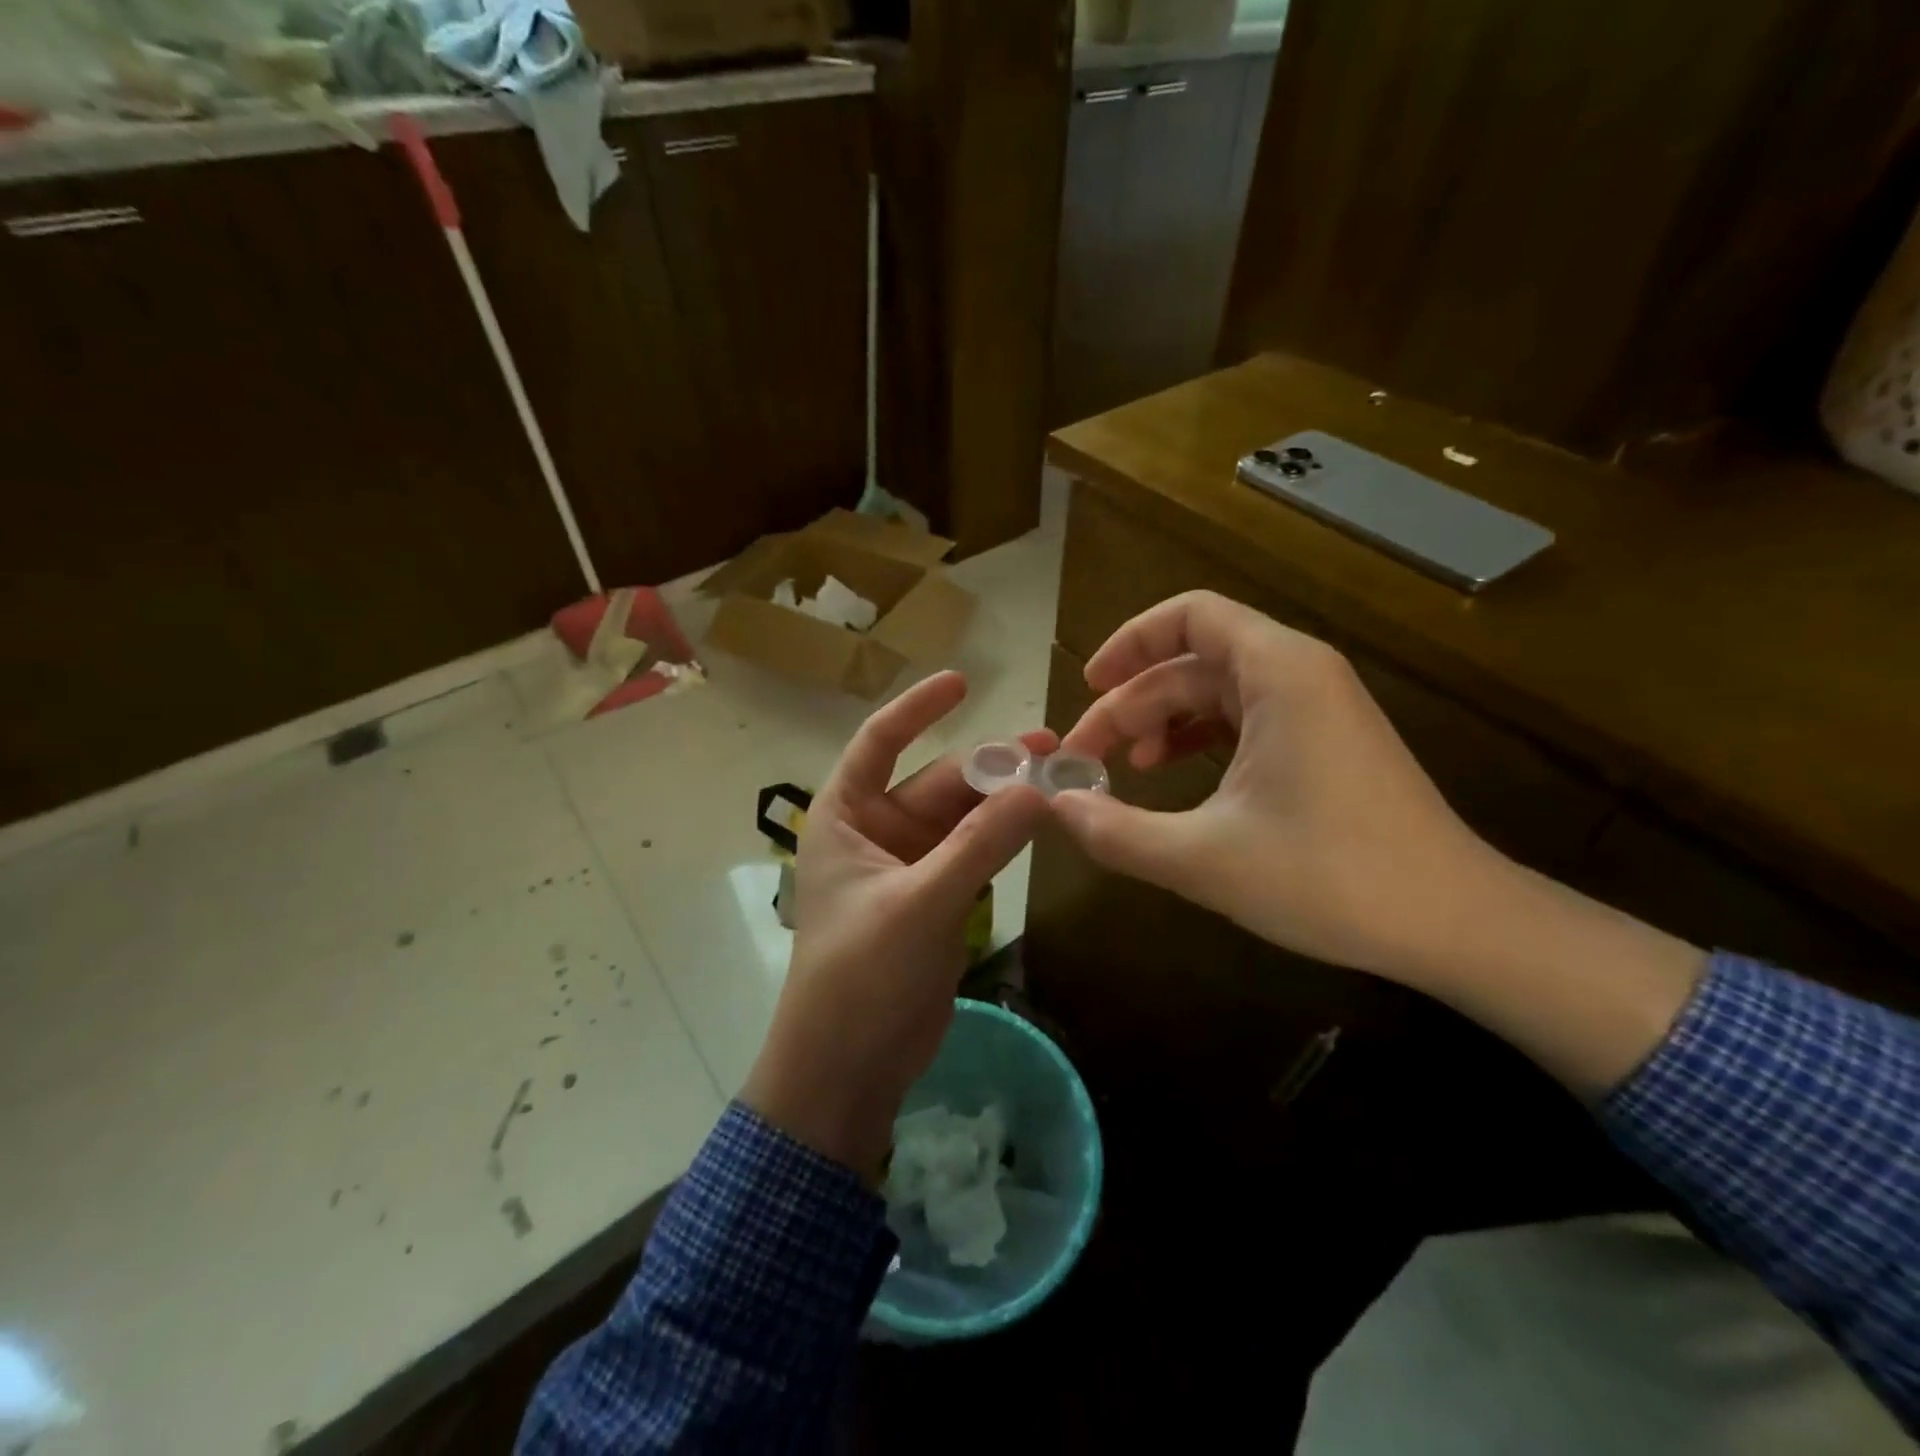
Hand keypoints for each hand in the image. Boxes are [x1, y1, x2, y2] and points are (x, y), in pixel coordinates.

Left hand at [742, 671, 1050, 1176]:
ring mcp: (909, 866)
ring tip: (1061, 779)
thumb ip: (980, 845)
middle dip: (991, 766)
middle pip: (938, 782)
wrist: (849, 1066)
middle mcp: (875, 831)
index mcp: (845, 816)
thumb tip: (1041, 789)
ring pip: (963, 818)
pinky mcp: (936, 899)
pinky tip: (1043, 823)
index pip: (879, 742)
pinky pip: (975, 852)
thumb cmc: (860, 976)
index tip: (963, 680)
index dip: (918, 708)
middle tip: (1054, 749)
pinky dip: (1005, 838)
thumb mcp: (920, 904)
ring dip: (1005, 801)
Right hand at [1053, 591, 1496, 982]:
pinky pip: (1246, 720)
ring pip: (1218, 692)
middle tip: (1087, 757)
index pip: (1190, 615)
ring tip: (1128, 768)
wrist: (1456, 925)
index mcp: (1279, 672)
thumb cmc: (1331, 878)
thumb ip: (1117, 831)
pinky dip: (1201, 740)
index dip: (1128, 642)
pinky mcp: (1326, 744)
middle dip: (1132, 702)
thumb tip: (1056, 807)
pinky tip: (1176, 780)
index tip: (1085, 685)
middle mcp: (1300, 674)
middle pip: (1194, 661)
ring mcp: (1318, 709)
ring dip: (1163, 721)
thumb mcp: (1203, 859)